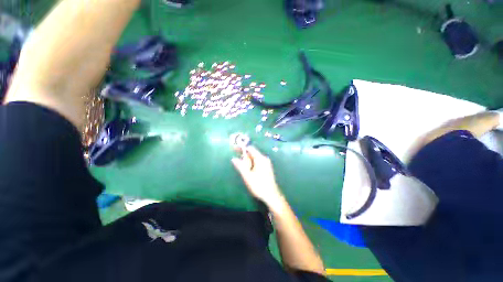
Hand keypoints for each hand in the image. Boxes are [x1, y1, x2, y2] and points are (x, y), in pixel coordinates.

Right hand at [232, 146, 282, 204]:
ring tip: (240, 162)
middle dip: (244, 154)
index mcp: (260, 158)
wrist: (272, 196)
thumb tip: (233, 158)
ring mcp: (267, 163)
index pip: (250, 148)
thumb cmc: (259, 186)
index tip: (234, 149)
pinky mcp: (267, 168)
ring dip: (247, 159)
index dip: (242, 148)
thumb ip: (240, 166)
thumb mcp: (247, 176)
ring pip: (255, 157)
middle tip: (235, 156)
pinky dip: (251, 162)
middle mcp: (264, 159)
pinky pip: (258, 161)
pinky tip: (247, 167)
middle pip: (253, 152)